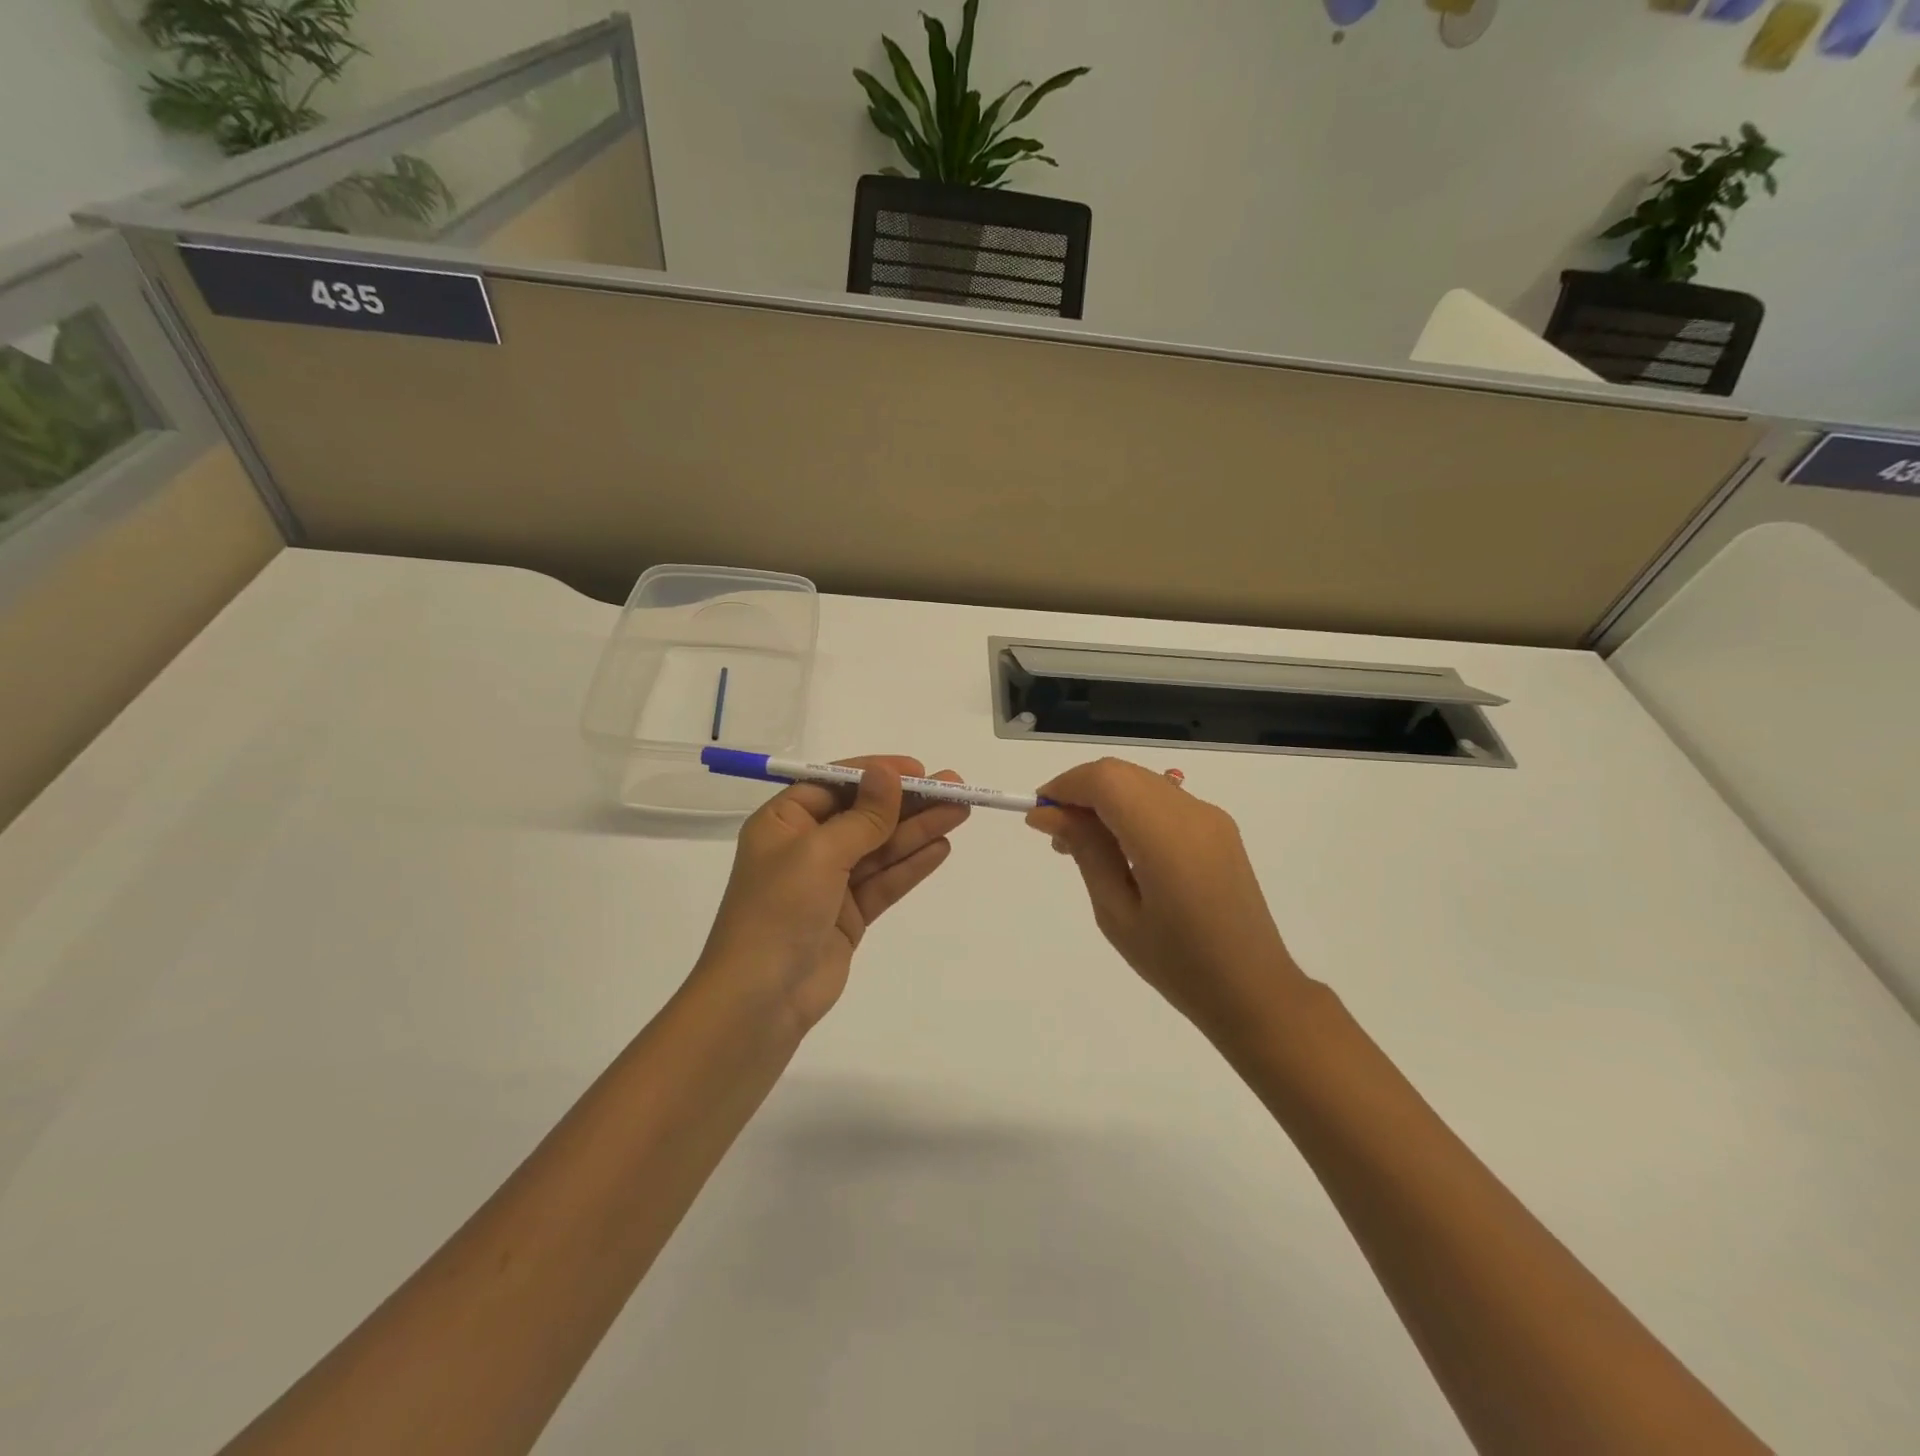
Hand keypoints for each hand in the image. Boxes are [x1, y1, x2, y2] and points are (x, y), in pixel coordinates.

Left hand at [697, 757, 968, 1030]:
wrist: (760, 999)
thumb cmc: (779, 910)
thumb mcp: (820, 853)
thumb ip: (863, 816)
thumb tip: (888, 771)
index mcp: (785, 822)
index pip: (836, 784)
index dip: (878, 774)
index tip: (919, 769)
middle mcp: (806, 847)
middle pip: (864, 815)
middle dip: (909, 802)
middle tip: (956, 788)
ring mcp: (829, 883)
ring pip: (881, 848)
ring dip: (919, 829)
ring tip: (960, 811)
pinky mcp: (849, 915)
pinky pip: (885, 881)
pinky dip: (912, 865)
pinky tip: (941, 847)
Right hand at [1027, 758, 1309, 1039]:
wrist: (1254, 991)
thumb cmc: (1177, 964)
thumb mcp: (1117, 913)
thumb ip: (1085, 852)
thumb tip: (1048, 814)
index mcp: (1166, 837)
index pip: (1106, 780)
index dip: (1066, 787)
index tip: (1039, 816)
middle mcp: (1192, 813)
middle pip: (1122, 774)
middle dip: (1082, 792)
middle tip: (1057, 835)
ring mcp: (1210, 817)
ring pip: (1142, 783)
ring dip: (1106, 800)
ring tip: (1083, 846)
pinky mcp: (1219, 828)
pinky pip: (1163, 800)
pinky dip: (1131, 809)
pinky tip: (1120, 849)